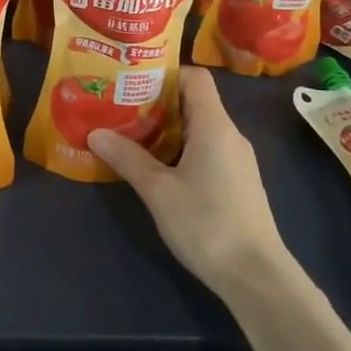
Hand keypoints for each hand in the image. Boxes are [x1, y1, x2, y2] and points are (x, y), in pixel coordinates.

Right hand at [88, 67, 292, 297]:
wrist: (256, 276)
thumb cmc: (207, 223)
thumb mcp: (158, 191)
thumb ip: (127, 158)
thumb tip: (95, 133)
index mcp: (214, 125)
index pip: (195, 77)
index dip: (165, 74)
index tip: (132, 83)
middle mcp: (230, 134)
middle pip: (194, 101)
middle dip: (157, 102)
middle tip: (121, 109)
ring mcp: (237, 159)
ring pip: (199, 128)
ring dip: (167, 129)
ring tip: (131, 136)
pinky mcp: (238, 181)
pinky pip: (207, 149)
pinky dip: (181, 149)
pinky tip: (158, 168)